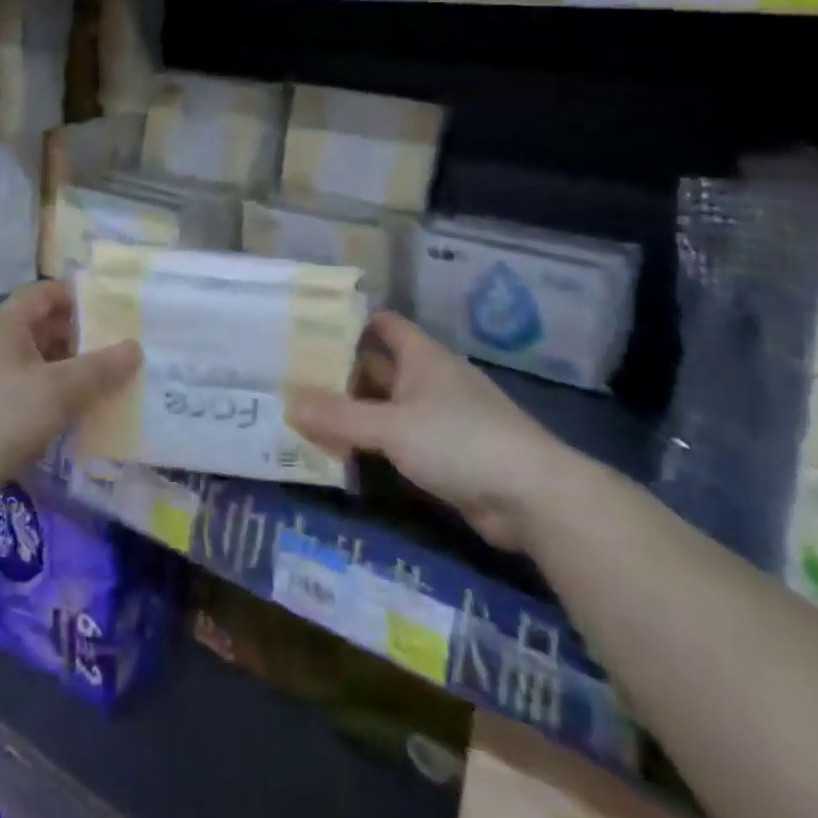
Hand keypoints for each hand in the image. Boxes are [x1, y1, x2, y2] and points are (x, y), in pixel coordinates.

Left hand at [0, 282, 139, 523]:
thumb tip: (136, 347)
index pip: (45, 294)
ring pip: (40, 372)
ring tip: (116, 387)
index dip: (79, 296)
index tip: (117, 307)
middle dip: (84, 341)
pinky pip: (31, 405)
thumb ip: (98, 369)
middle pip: (45, 333)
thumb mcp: (55, 389)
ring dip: (73, 378)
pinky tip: (85, 423)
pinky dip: (57, 408)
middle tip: (127, 351)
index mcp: (5, 326)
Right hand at [286, 310, 584, 550]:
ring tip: (304, 413)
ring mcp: (438, 417)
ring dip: (352, 411)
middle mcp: (428, 379)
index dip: (347, 321)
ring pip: (384, 406)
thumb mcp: (392, 425)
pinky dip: (370, 442)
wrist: (531, 496)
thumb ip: (338, 416)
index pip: (381, 324)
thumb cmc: (459, 440)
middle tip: (291, 375)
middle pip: (377, 366)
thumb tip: (286, 401)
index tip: (307, 326)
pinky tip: (340, 452)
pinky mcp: (443, 454)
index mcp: (421, 356)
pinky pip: (396, 439)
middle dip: (338, 371)